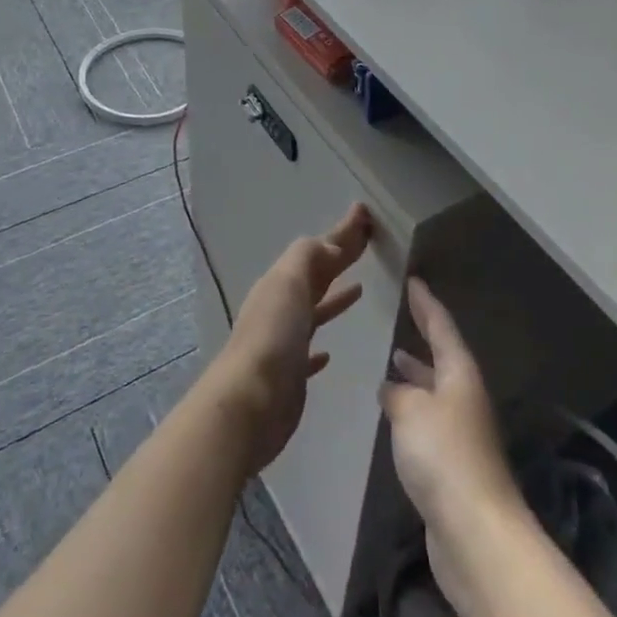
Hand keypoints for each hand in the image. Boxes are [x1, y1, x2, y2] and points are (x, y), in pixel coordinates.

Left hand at [204, 203, 371, 475]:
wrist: (249, 403)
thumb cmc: (272, 336)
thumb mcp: (289, 282)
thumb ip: (309, 257)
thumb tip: (331, 246)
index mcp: (282, 283)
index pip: (318, 250)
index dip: (342, 232)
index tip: (365, 213)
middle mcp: (281, 307)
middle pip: (316, 276)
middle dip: (339, 256)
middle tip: (367, 241)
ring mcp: (284, 342)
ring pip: (313, 311)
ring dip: (333, 297)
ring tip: (359, 288)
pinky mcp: (289, 376)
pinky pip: (307, 352)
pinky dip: (319, 346)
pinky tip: (328, 353)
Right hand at [379, 279, 523, 603]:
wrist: (475, 531)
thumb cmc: (444, 456)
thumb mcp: (411, 411)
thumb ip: (398, 393)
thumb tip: (392, 386)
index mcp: (460, 374)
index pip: (442, 327)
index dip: (426, 304)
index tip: (413, 281)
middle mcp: (465, 397)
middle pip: (444, 357)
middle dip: (425, 338)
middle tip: (405, 318)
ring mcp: (463, 432)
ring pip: (437, 390)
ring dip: (417, 375)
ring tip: (393, 361)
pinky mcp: (455, 464)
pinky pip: (431, 420)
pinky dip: (414, 408)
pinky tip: (396, 413)